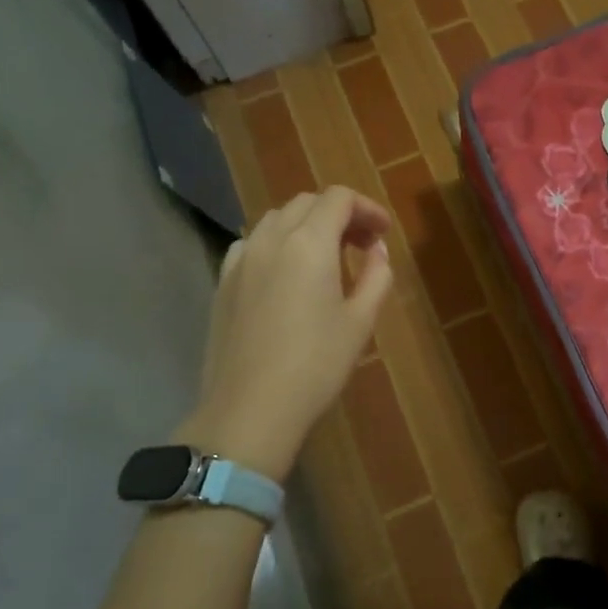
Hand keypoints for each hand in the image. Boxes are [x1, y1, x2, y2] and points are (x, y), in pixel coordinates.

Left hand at [174, 186, 393, 482]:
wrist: (250, 409)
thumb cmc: (316, 365)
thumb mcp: (360, 322)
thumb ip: (376, 276)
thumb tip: (376, 251)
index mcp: (309, 243)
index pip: (339, 199)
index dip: (367, 208)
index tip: (384, 234)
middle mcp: (271, 239)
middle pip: (307, 202)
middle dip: (340, 214)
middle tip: (363, 244)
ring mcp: (240, 259)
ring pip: (277, 219)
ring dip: (307, 225)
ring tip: (328, 257)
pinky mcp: (222, 282)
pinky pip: (252, 243)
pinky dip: (277, 243)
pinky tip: (286, 273)